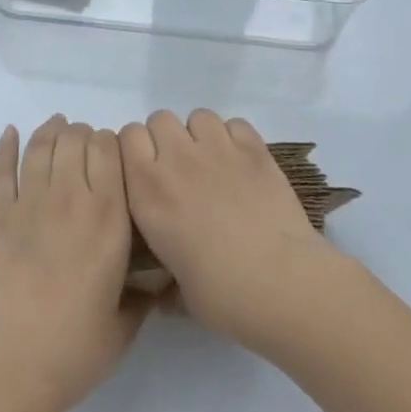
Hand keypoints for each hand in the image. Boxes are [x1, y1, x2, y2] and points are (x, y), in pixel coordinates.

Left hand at [0, 116, 147, 411]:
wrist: (8, 365)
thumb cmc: (73, 350)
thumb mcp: (125, 325)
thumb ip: (145, 296)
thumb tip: (161, 282)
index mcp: (108, 218)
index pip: (110, 150)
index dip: (112, 144)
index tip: (114, 157)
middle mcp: (69, 198)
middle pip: (76, 139)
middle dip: (84, 135)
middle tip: (86, 147)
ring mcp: (28, 203)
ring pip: (41, 146)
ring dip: (51, 131)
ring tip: (57, 128)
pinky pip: (1, 168)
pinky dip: (6, 146)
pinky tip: (11, 133)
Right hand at [120, 109, 343, 351]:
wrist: (282, 285)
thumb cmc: (222, 295)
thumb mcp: (177, 289)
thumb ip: (164, 277)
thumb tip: (164, 290)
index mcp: (148, 191)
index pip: (128, 136)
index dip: (136, 150)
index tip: (146, 171)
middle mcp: (177, 160)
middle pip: (160, 118)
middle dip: (166, 138)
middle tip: (180, 170)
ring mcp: (218, 150)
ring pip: (198, 116)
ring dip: (200, 135)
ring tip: (213, 164)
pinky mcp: (255, 150)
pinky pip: (235, 124)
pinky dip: (235, 138)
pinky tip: (242, 165)